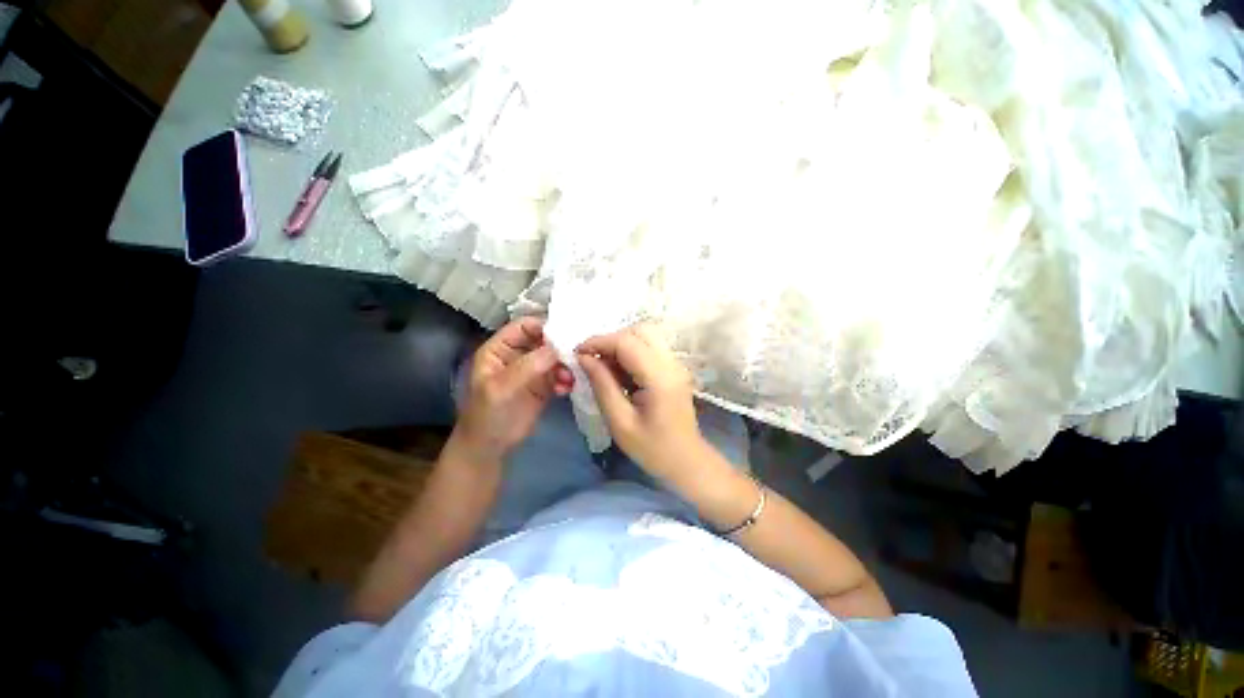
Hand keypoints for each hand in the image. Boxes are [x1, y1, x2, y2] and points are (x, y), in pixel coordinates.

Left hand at [452, 318, 573, 464]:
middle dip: (561, 346)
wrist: (490, 448)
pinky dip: (567, 378)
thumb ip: (527, 367)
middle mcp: (518, 354)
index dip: (544, 326)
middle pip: (544, 339)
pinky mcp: (545, 385)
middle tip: (575, 356)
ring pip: (556, 357)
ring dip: (566, 364)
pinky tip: (566, 389)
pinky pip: (561, 374)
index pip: (524, 326)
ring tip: (568, 379)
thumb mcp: (501, 389)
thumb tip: (556, 349)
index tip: (566, 334)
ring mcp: (533, 370)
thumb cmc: (487, 415)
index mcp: (500, 348)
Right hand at [576, 324, 707, 480]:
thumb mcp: (620, 422)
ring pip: (645, 335)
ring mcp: (675, 364)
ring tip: (604, 366)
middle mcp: (671, 363)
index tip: (577, 353)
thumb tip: (584, 358)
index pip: (627, 342)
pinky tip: (620, 372)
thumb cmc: (652, 449)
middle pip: (639, 330)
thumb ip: (602, 385)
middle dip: (611, 340)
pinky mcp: (674, 368)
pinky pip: (650, 347)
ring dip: (621, 344)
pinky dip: (631, 352)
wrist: (687, 462)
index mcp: (659, 378)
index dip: (599, 342)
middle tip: (592, 359)